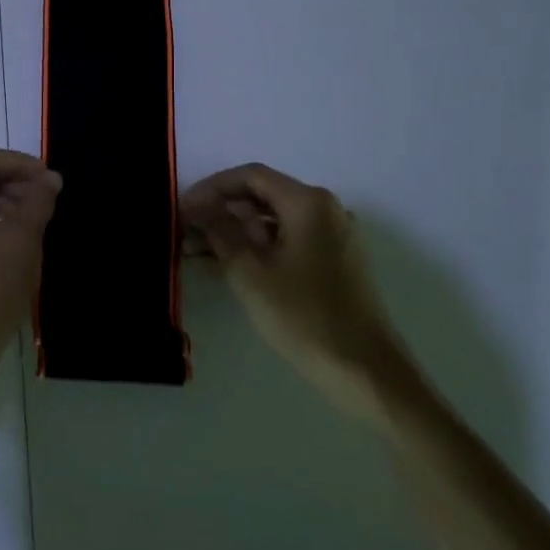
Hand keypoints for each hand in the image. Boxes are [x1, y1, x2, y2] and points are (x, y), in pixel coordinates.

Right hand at [181, 164, 404, 409]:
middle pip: (263, 196)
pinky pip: (288, 242)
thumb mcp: (250, 273)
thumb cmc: (305, 317)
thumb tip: (197, 205)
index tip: (182, 208)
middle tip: (185, 232)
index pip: (250, 177)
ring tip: (196, 253)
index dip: (211, 188)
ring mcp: (334, 236)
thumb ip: (220, 231)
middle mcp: (325, 209)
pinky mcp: (335, 262)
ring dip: (235, 233)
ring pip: (274, 222)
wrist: (367, 373)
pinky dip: (258, 249)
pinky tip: (227, 267)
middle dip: (221, 212)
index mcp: (308, 202)